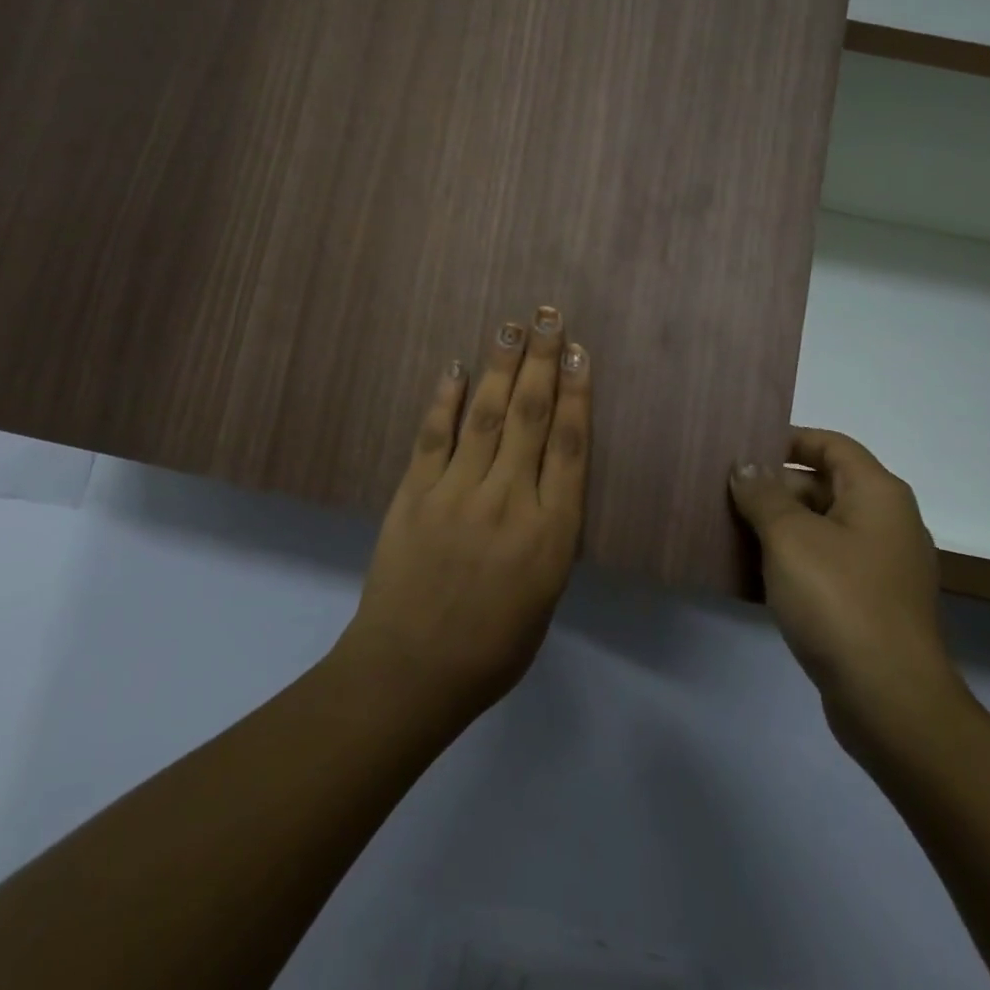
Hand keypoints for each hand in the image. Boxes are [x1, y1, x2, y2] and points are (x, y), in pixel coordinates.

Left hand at [335, 307, 590, 726]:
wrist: (410, 672)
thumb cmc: (491, 648)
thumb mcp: (546, 596)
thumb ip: (550, 534)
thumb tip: (547, 482)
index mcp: (551, 532)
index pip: (571, 446)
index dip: (577, 393)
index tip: (578, 353)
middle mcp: (510, 500)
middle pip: (531, 417)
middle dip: (541, 362)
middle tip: (548, 317)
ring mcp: (458, 493)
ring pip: (485, 415)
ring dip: (499, 366)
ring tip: (510, 326)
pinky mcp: (415, 493)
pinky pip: (433, 436)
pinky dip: (444, 400)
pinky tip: (454, 367)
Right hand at [730, 430, 963, 755]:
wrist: (890, 700)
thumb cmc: (839, 600)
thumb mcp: (790, 537)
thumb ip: (763, 495)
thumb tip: (746, 466)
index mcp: (877, 494)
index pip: (831, 445)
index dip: (788, 440)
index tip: (743, 448)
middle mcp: (886, 522)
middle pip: (824, 485)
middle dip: (774, 488)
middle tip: (723, 492)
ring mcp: (880, 566)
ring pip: (820, 529)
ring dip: (777, 527)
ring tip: (726, 527)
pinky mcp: (869, 604)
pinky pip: (824, 565)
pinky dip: (790, 562)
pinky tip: (750, 573)